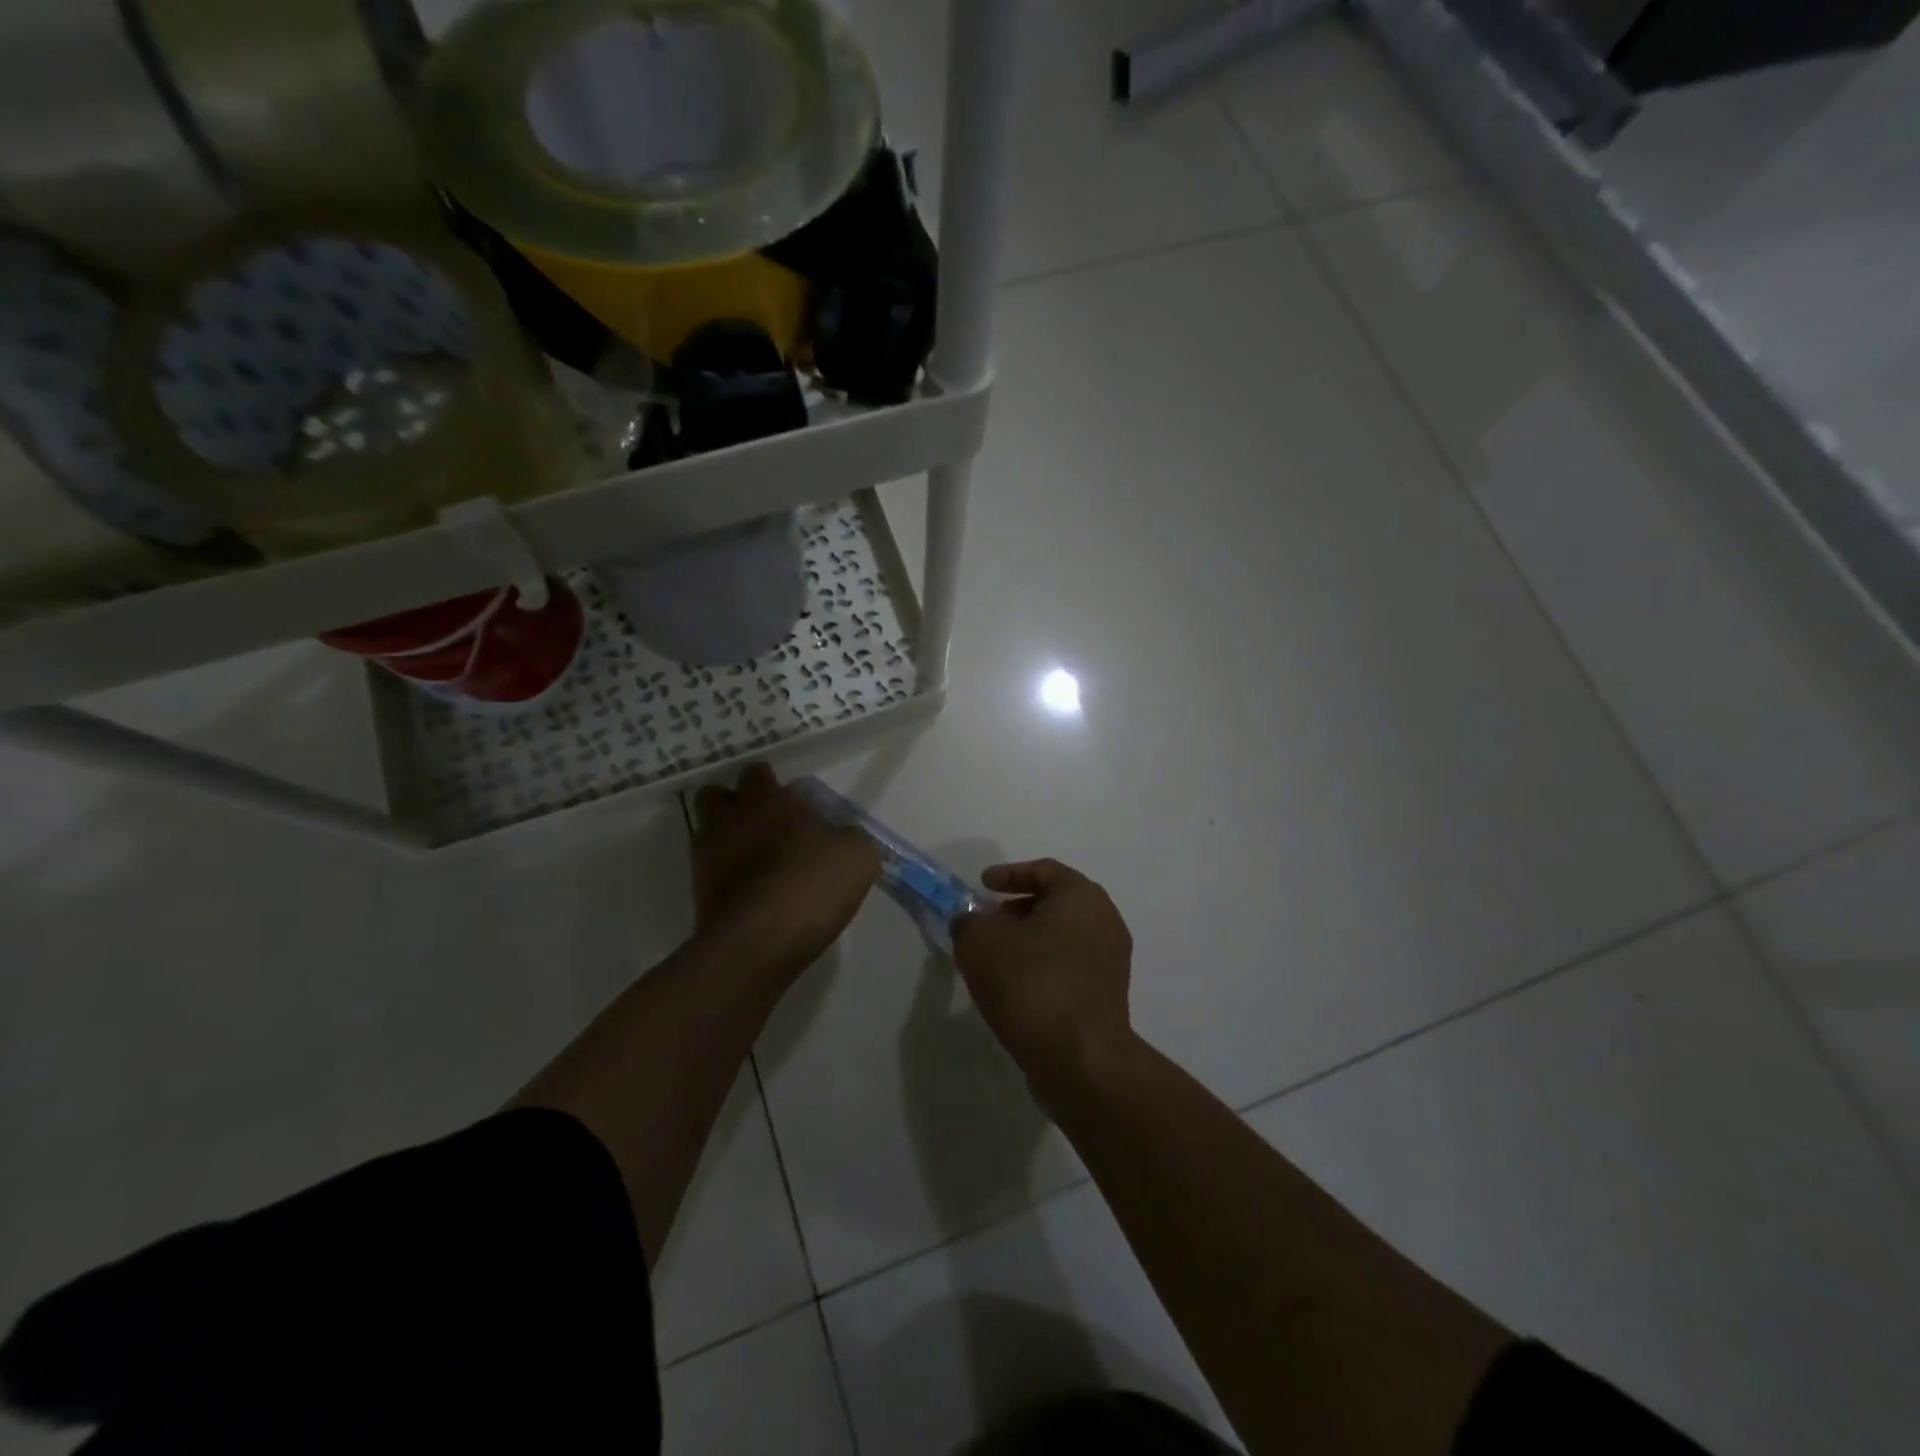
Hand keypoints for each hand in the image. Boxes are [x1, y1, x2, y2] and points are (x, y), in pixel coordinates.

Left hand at [691, 764, 880, 978]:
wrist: (754, 947)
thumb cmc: (808, 888)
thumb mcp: (857, 859)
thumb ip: (852, 838)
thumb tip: (845, 837)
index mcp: (769, 801)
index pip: (758, 772)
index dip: (772, 783)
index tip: (793, 803)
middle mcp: (731, 819)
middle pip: (717, 795)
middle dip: (736, 803)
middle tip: (766, 823)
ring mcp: (708, 856)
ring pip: (707, 830)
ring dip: (726, 835)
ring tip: (755, 857)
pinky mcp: (698, 892)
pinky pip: (708, 869)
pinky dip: (724, 872)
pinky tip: (750, 889)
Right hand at [951, 859, 1135, 1090]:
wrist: (1080, 1059)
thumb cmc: (1031, 984)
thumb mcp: (979, 943)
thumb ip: (968, 921)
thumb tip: (971, 921)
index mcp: (1080, 896)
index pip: (1044, 870)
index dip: (1009, 874)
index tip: (983, 886)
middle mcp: (1104, 919)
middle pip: (1056, 902)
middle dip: (1017, 909)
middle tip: (987, 922)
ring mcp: (1111, 959)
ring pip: (1063, 936)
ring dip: (1029, 940)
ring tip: (995, 958)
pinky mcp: (1108, 995)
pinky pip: (1070, 966)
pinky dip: (1043, 966)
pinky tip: (1015, 987)